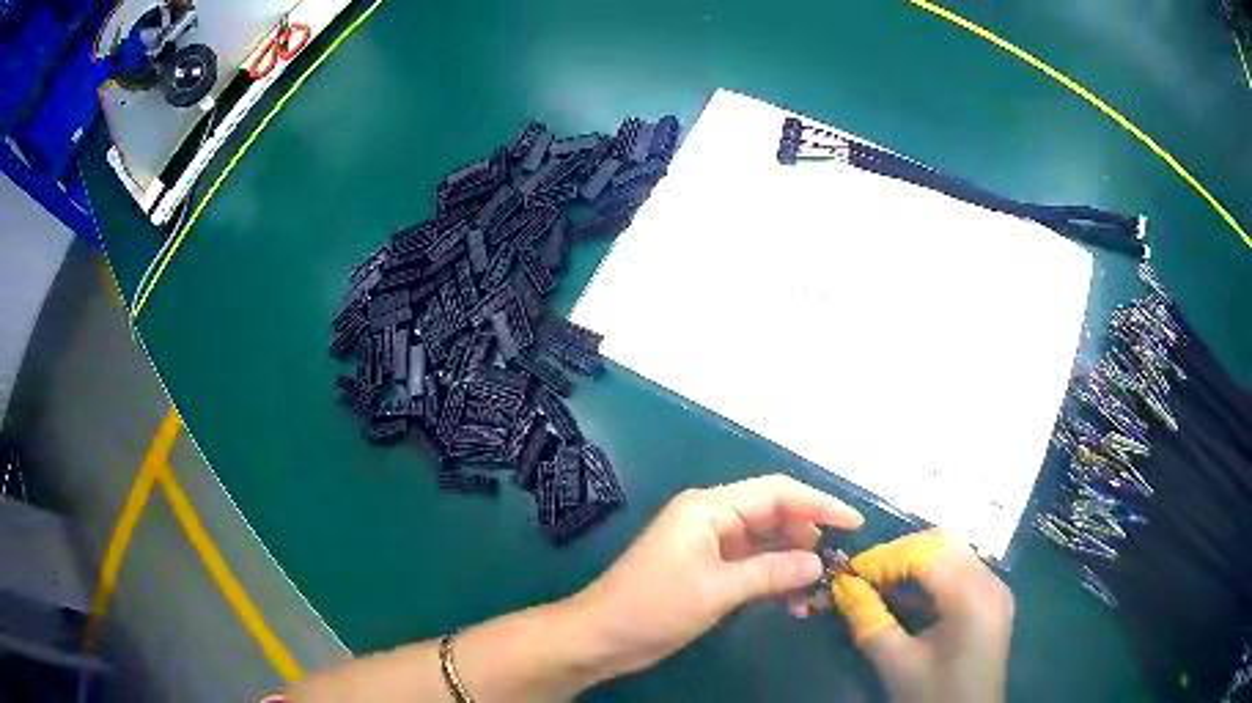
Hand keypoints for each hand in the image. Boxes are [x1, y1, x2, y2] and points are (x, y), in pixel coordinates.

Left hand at [565, 474, 862, 681]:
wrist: (601, 637)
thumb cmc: (654, 607)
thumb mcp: (719, 590)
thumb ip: (772, 572)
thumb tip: (818, 563)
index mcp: (710, 508)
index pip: (776, 493)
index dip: (819, 504)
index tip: (854, 523)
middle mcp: (712, 518)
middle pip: (773, 517)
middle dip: (806, 539)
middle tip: (835, 567)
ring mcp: (709, 545)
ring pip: (765, 545)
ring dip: (792, 565)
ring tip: (816, 595)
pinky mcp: (707, 570)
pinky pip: (751, 567)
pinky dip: (773, 581)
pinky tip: (792, 604)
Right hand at [830, 531, 1013, 702]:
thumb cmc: (934, 697)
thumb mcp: (897, 664)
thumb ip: (869, 621)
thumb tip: (841, 586)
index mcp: (971, 595)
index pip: (925, 553)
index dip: (884, 558)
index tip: (848, 574)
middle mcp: (990, 581)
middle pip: (943, 543)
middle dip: (899, 555)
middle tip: (864, 577)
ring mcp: (996, 589)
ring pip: (953, 552)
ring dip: (915, 563)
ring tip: (881, 585)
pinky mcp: (993, 601)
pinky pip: (962, 571)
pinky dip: (932, 576)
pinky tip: (908, 598)